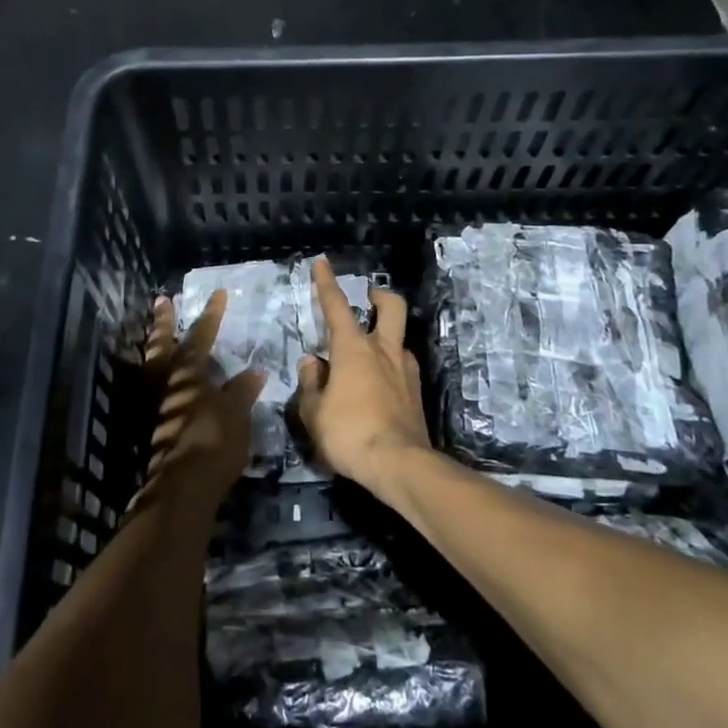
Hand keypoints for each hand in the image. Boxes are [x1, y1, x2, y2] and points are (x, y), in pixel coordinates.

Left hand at [132, 290, 263, 513]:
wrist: (182, 486)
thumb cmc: (213, 442)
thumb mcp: (236, 414)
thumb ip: (241, 391)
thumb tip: (254, 372)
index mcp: (188, 373)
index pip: (201, 336)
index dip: (211, 315)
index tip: (219, 293)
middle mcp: (165, 383)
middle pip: (162, 345)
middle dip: (164, 322)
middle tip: (163, 301)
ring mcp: (153, 404)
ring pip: (150, 366)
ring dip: (154, 347)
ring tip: (156, 335)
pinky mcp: (149, 426)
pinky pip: (150, 389)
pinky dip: (155, 377)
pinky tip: (163, 381)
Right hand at [296, 257, 432, 494]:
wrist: (399, 465)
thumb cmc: (349, 433)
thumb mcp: (314, 411)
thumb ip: (311, 383)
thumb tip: (312, 363)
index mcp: (353, 348)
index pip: (336, 305)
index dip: (327, 282)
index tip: (322, 262)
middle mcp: (383, 350)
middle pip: (391, 307)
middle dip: (379, 296)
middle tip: (368, 298)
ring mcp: (405, 371)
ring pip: (399, 338)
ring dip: (385, 337)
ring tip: (367, 355)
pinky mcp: (416, 393)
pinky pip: (402, 367)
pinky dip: (390, 367)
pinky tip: (379, 386)